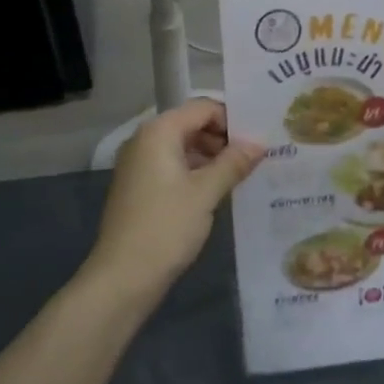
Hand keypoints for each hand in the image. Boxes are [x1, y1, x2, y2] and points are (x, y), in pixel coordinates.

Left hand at [85, 99, 264, 299]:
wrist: (123, 276)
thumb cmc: (166, 227)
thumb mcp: (206, 193)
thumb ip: (233, 163)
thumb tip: (259, 143)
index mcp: (159, 131)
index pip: (203, 107)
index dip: (232, 120)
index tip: (259, 140)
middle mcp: (145, 140)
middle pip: (192, 124)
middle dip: (223, 138)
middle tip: (255, 159)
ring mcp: (139, 163)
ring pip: (183, 146)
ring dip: (211, 157)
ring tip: (242, 176)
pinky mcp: (139, 185)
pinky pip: (173, 166)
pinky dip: (196, 172)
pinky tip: (218, 191)